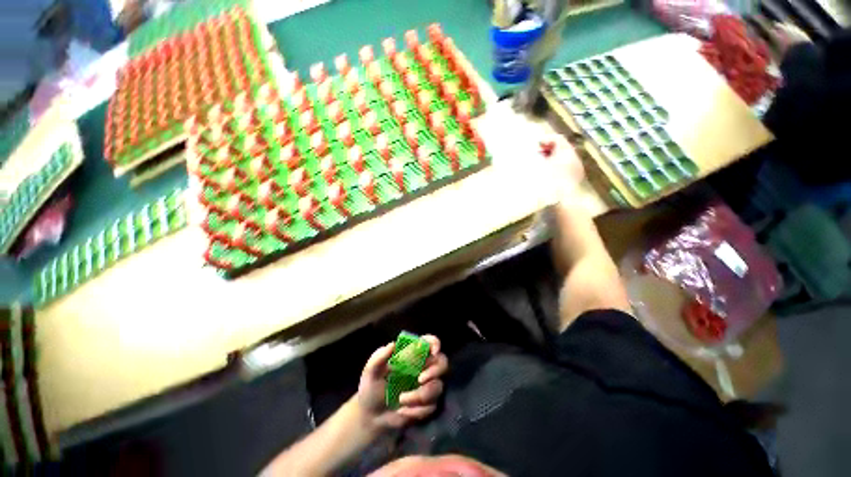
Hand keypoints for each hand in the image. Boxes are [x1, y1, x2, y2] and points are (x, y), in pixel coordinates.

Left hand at [357, 335, 447, 429]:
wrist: (371, 417)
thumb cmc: (371, 387)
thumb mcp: (370, 372)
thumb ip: (379, 357)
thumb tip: (392, 345)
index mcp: (412, 354)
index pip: (429, 342)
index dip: (435, 343)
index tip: (434, 351)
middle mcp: (423, 367)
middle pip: (442, 363)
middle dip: (434, 371)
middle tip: (420, 379)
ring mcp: (428, 386)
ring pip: (437, 387)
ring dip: (420, 396)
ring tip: (401, 401)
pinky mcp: (428, 404)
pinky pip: (432, 406)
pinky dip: (416, 410)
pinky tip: (403, 411)